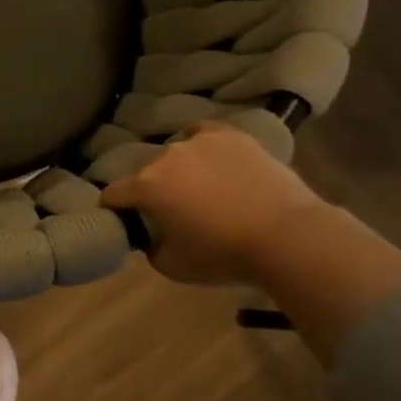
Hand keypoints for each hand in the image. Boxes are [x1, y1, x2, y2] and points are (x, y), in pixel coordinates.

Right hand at [99, 121, 328, 285]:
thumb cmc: (223, 255)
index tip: (122, 220)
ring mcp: (199, 142)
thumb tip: (149, 236)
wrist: (287, 236)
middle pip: (144, 173)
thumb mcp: (172, 266)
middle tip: (168, 210)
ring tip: (196, 187)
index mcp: (145, 187)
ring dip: (177, 170)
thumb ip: (150, 247)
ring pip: (174, 154)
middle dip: (149, 190)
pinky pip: (203, 133)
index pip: (113, 194)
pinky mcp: (231, 136)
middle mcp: (164, 157)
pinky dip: (200, 144)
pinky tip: (208, 157)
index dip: (113, 208)